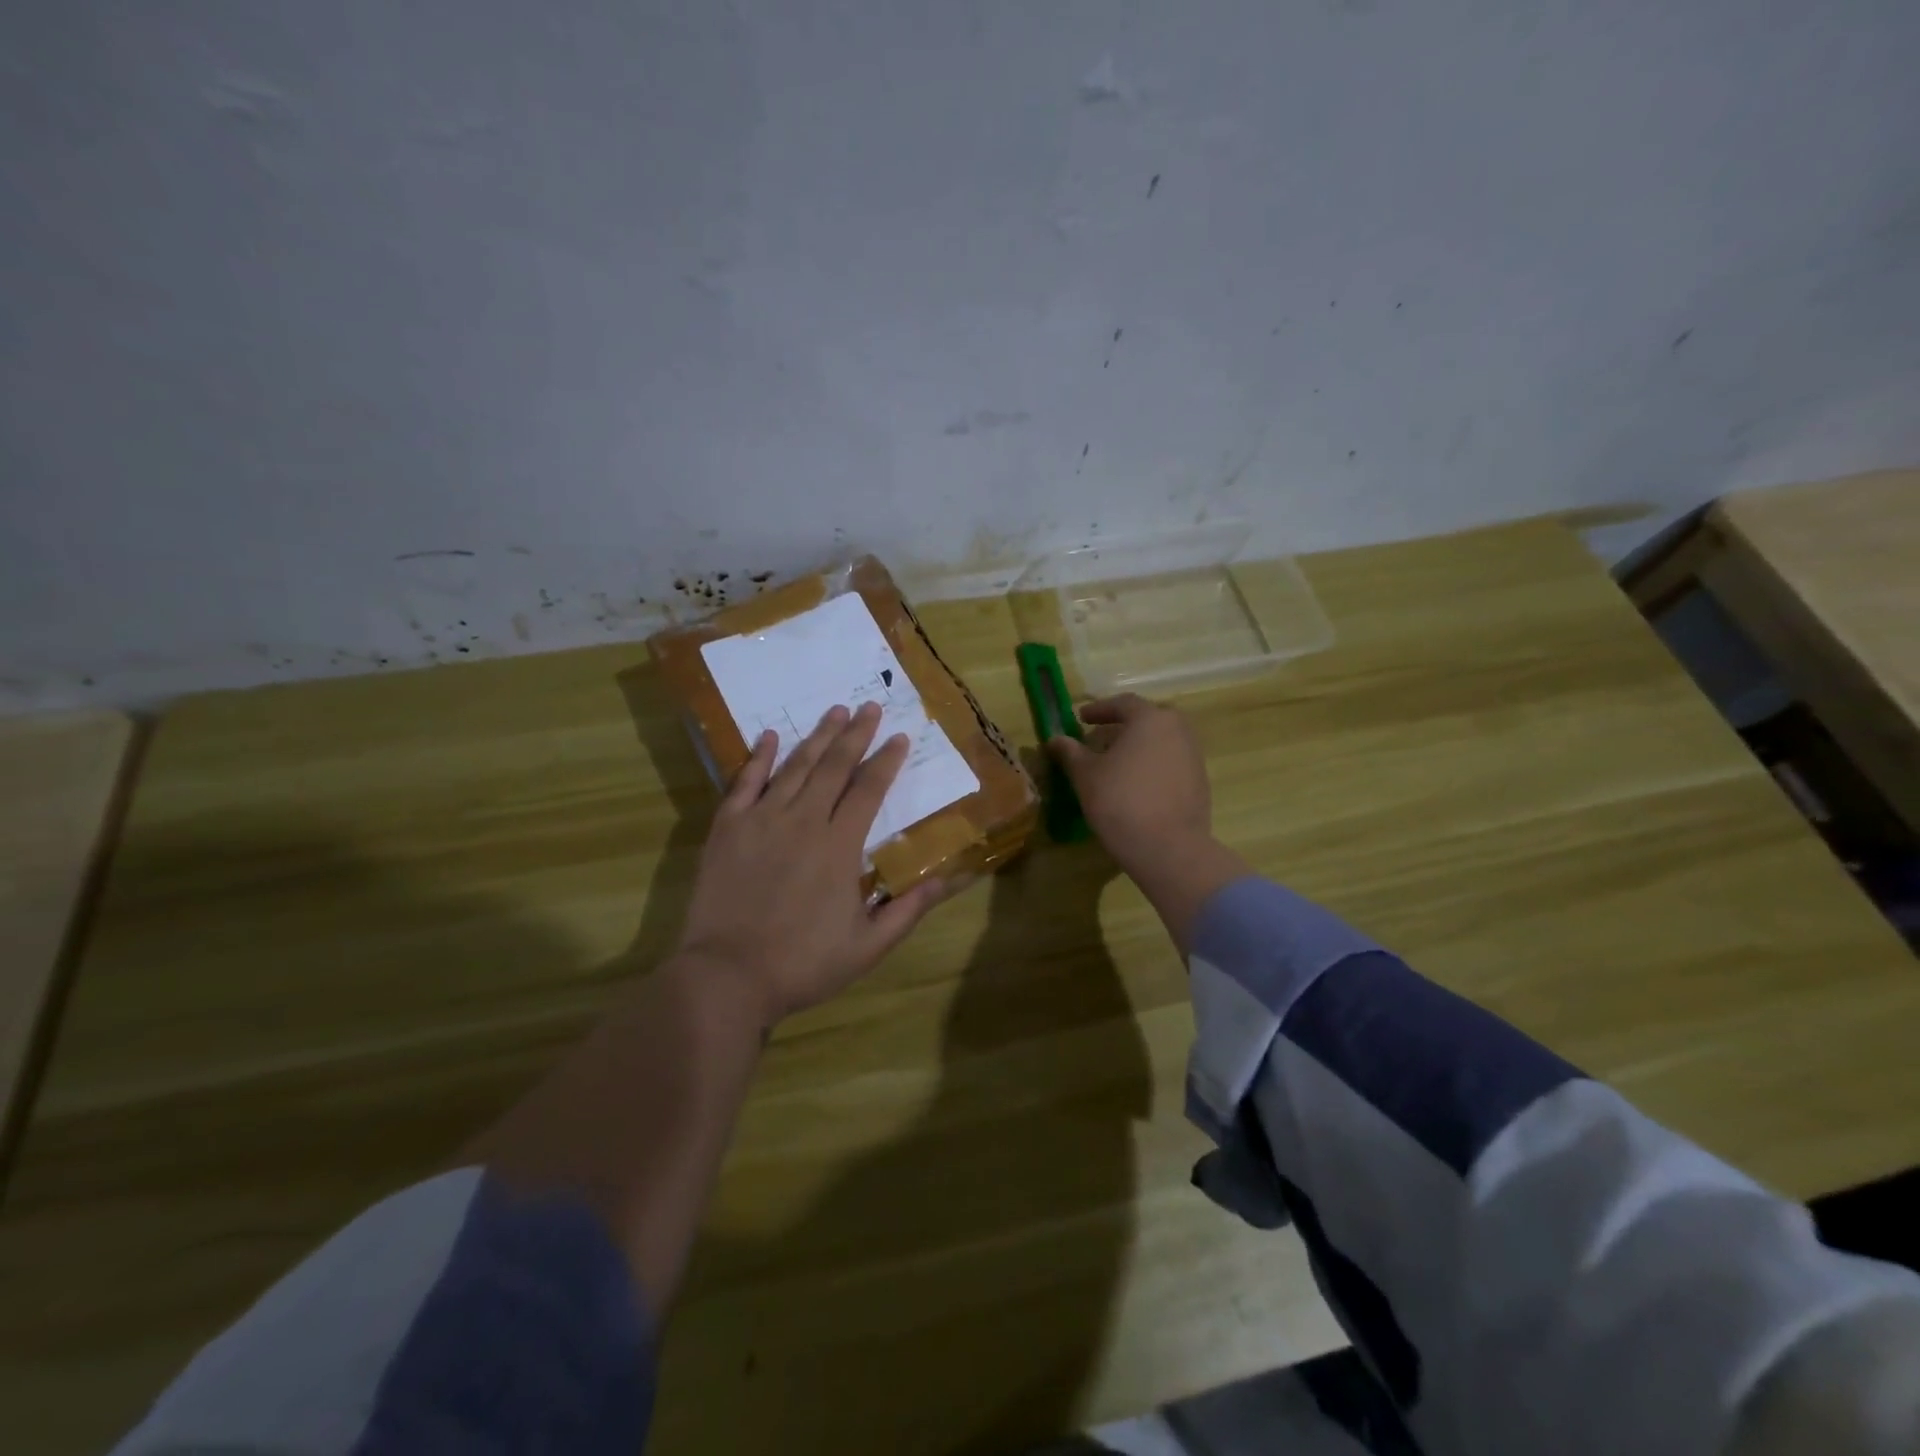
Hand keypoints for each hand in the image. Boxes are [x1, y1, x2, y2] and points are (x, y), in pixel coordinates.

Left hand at [674, 702, 945, 1025]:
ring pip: (795, 767)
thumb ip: (908, 910)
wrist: (728, 976)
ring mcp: (762, 820)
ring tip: (835, 712)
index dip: (887, 760)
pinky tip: (770, 736)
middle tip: (869, 706)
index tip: (900, 736)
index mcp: (840, 846)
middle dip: (856, 734)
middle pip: (834, 767)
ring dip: (818, 737)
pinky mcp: (728, 828)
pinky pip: (745, 782)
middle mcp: (804, 821)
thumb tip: (948, 879)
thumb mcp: (868, 947)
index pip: (870, 790)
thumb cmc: (803, 964)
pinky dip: (759, 757)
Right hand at [1046, 693, 1246, 951]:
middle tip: (1098, 741)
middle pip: (1145, 721)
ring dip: (1136, 748)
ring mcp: (1193, 757)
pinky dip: (1151, 766)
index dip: (1099, 709)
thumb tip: (1055, 739)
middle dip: (1120, 728)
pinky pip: (1170, 763)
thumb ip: (1070, 752)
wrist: (1168, 848)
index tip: (1081, 718)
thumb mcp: (1086, 775)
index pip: (1123, 704)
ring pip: (1160, 742)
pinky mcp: (1200, 783)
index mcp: (1151, 719)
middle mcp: (1178, 730)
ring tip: (1114, 765)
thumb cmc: (1120, 801)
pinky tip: (1135, 786)